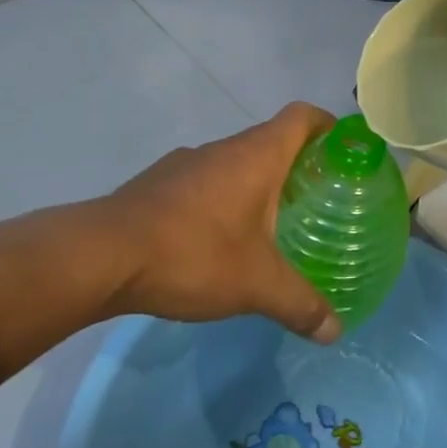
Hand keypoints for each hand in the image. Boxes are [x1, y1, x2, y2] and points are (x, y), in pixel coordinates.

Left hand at [97, 103, 341, 343]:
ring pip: (235, 162)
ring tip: (270, 225)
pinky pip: (205, 181)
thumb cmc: (194, 254)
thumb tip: (336, 331)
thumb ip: (300, 304)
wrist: (103, 256)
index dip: (327, 125)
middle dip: (297, 164)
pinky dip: (221, 199)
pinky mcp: (159, 183)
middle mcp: (224, 148)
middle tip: (316, 200)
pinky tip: (217, 241)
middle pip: (271, 139)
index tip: (343, 151)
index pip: (302, 116)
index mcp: (257, 155)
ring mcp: (187, 162)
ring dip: (256, 183)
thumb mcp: (256, 285)